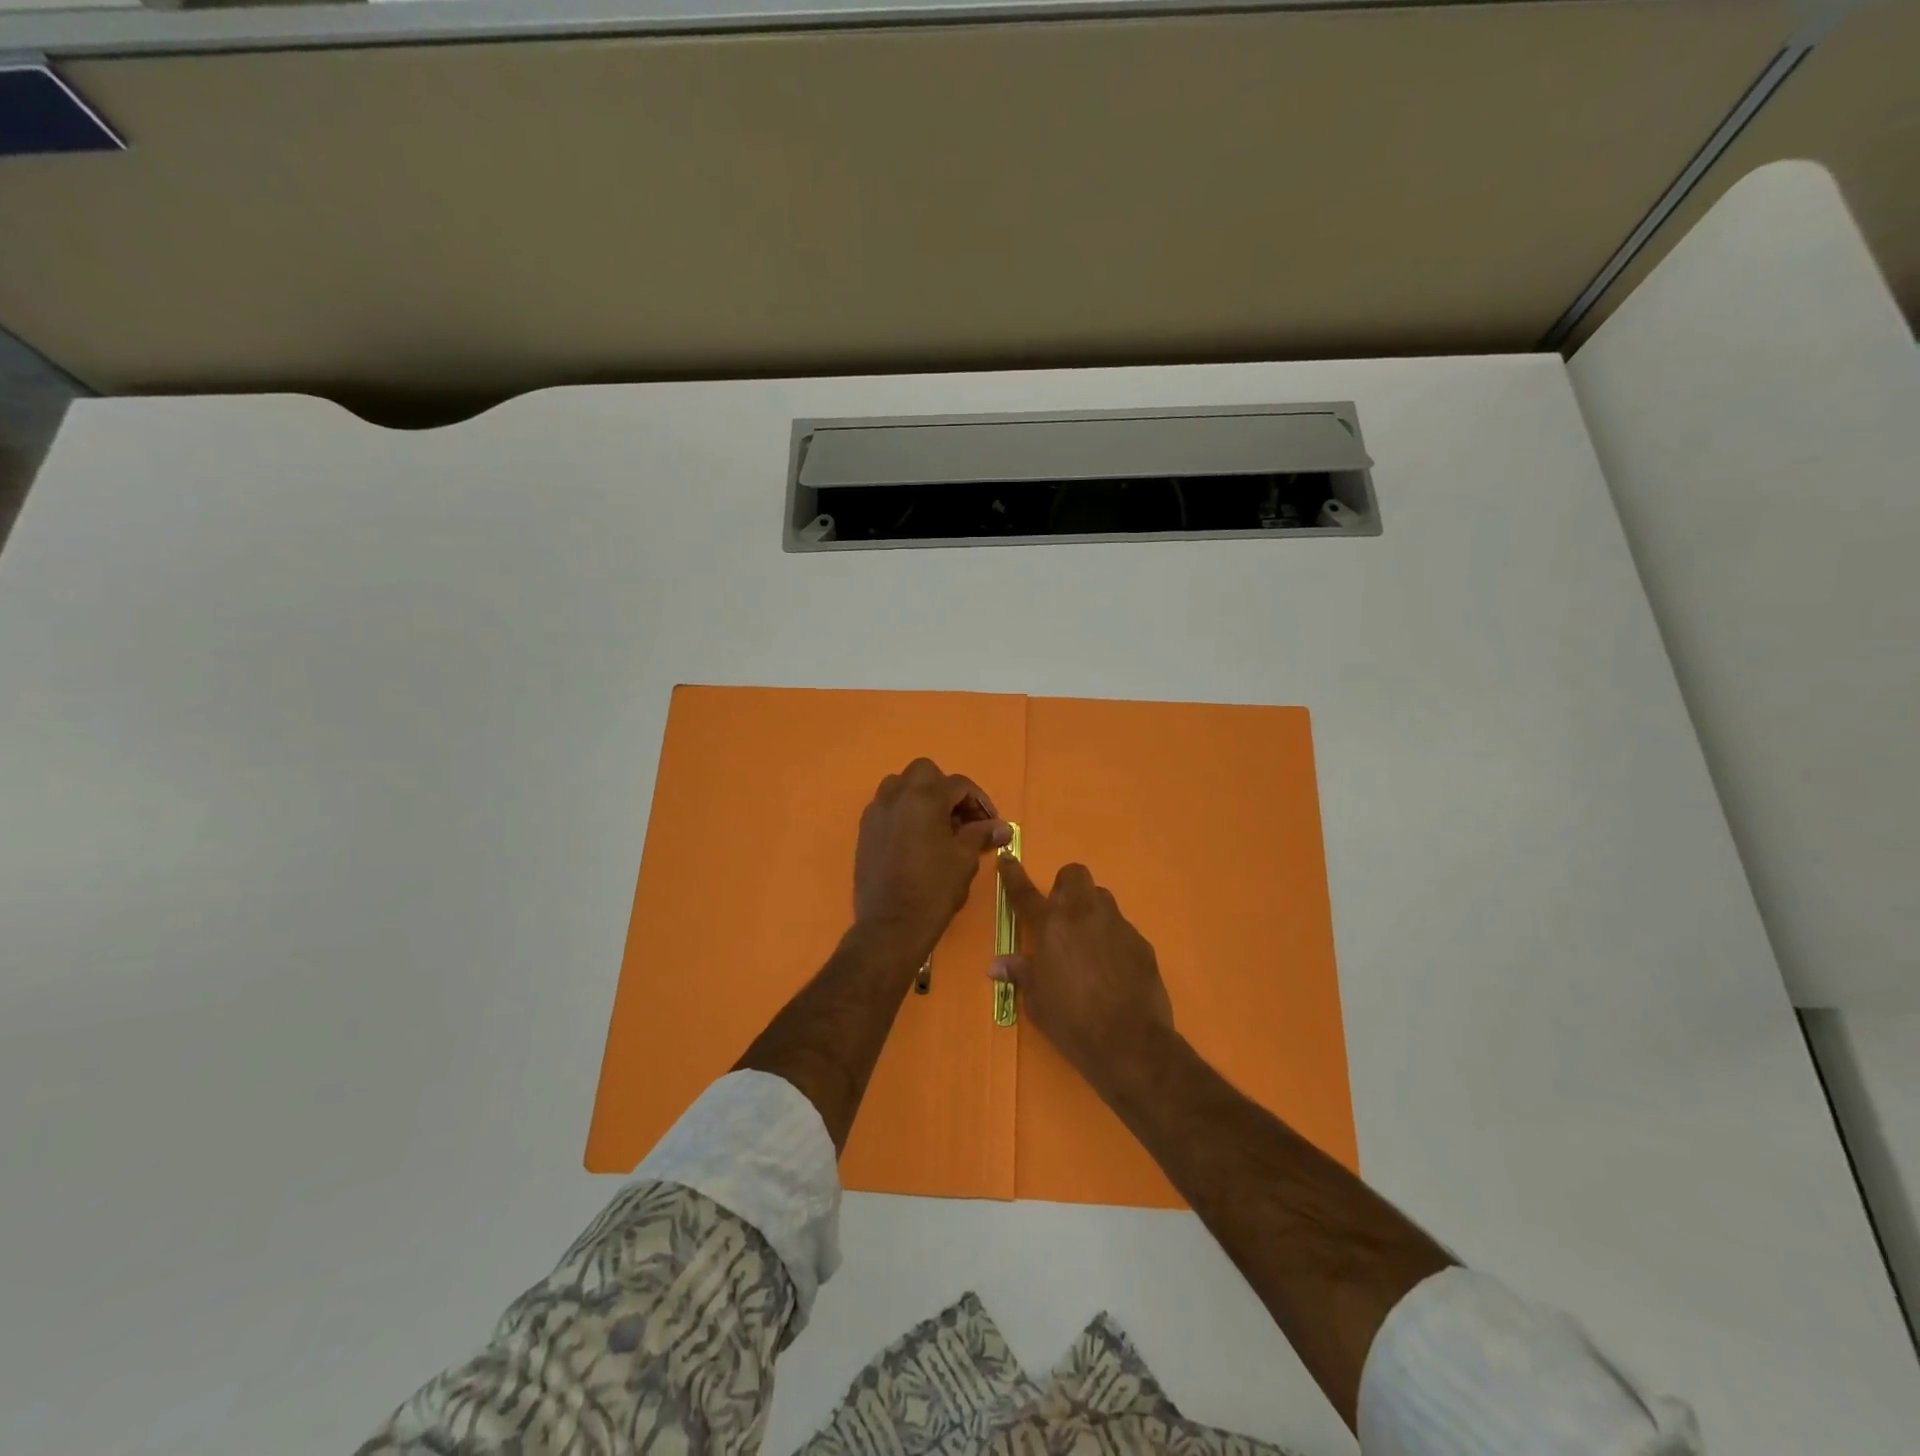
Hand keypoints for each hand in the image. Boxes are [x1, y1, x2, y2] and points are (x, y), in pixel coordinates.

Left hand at [853, 759, 1011, 958]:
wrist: (891, 925)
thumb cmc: (934, 889)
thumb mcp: (965, 859)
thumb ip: (981, 835)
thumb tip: (1002, 827)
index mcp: (925, 797)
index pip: (959, 784)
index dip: (980, 802)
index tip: (991, 824)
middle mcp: (897, 795)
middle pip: (925, 773)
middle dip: (946, 789)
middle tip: (961, 818)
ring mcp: (876, 812)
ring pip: (901, 786)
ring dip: (921, 796)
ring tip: (937, 825)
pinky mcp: (865, 830)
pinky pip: (887, 807)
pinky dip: (904, 812)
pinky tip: (916, 839)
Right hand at [992, 858, 1174, 1095]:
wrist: (1130, 1042)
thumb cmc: (1071, 1022)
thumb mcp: (1037, 1001)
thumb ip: (1021, 973)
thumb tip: (997, 965)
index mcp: (1051, 926)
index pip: (1025, 893)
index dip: (1013, 874)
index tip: (1007, 859)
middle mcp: (1084, 915)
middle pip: (1074, 875)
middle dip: (1065, 885)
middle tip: (1060, 913)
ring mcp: (1117, 926)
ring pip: (1102, 898)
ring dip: (1090, 910)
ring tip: (1087, 942)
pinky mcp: (1141, 943)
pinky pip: (1122, 928)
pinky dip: (1112, 939)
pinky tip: (1111, 968)